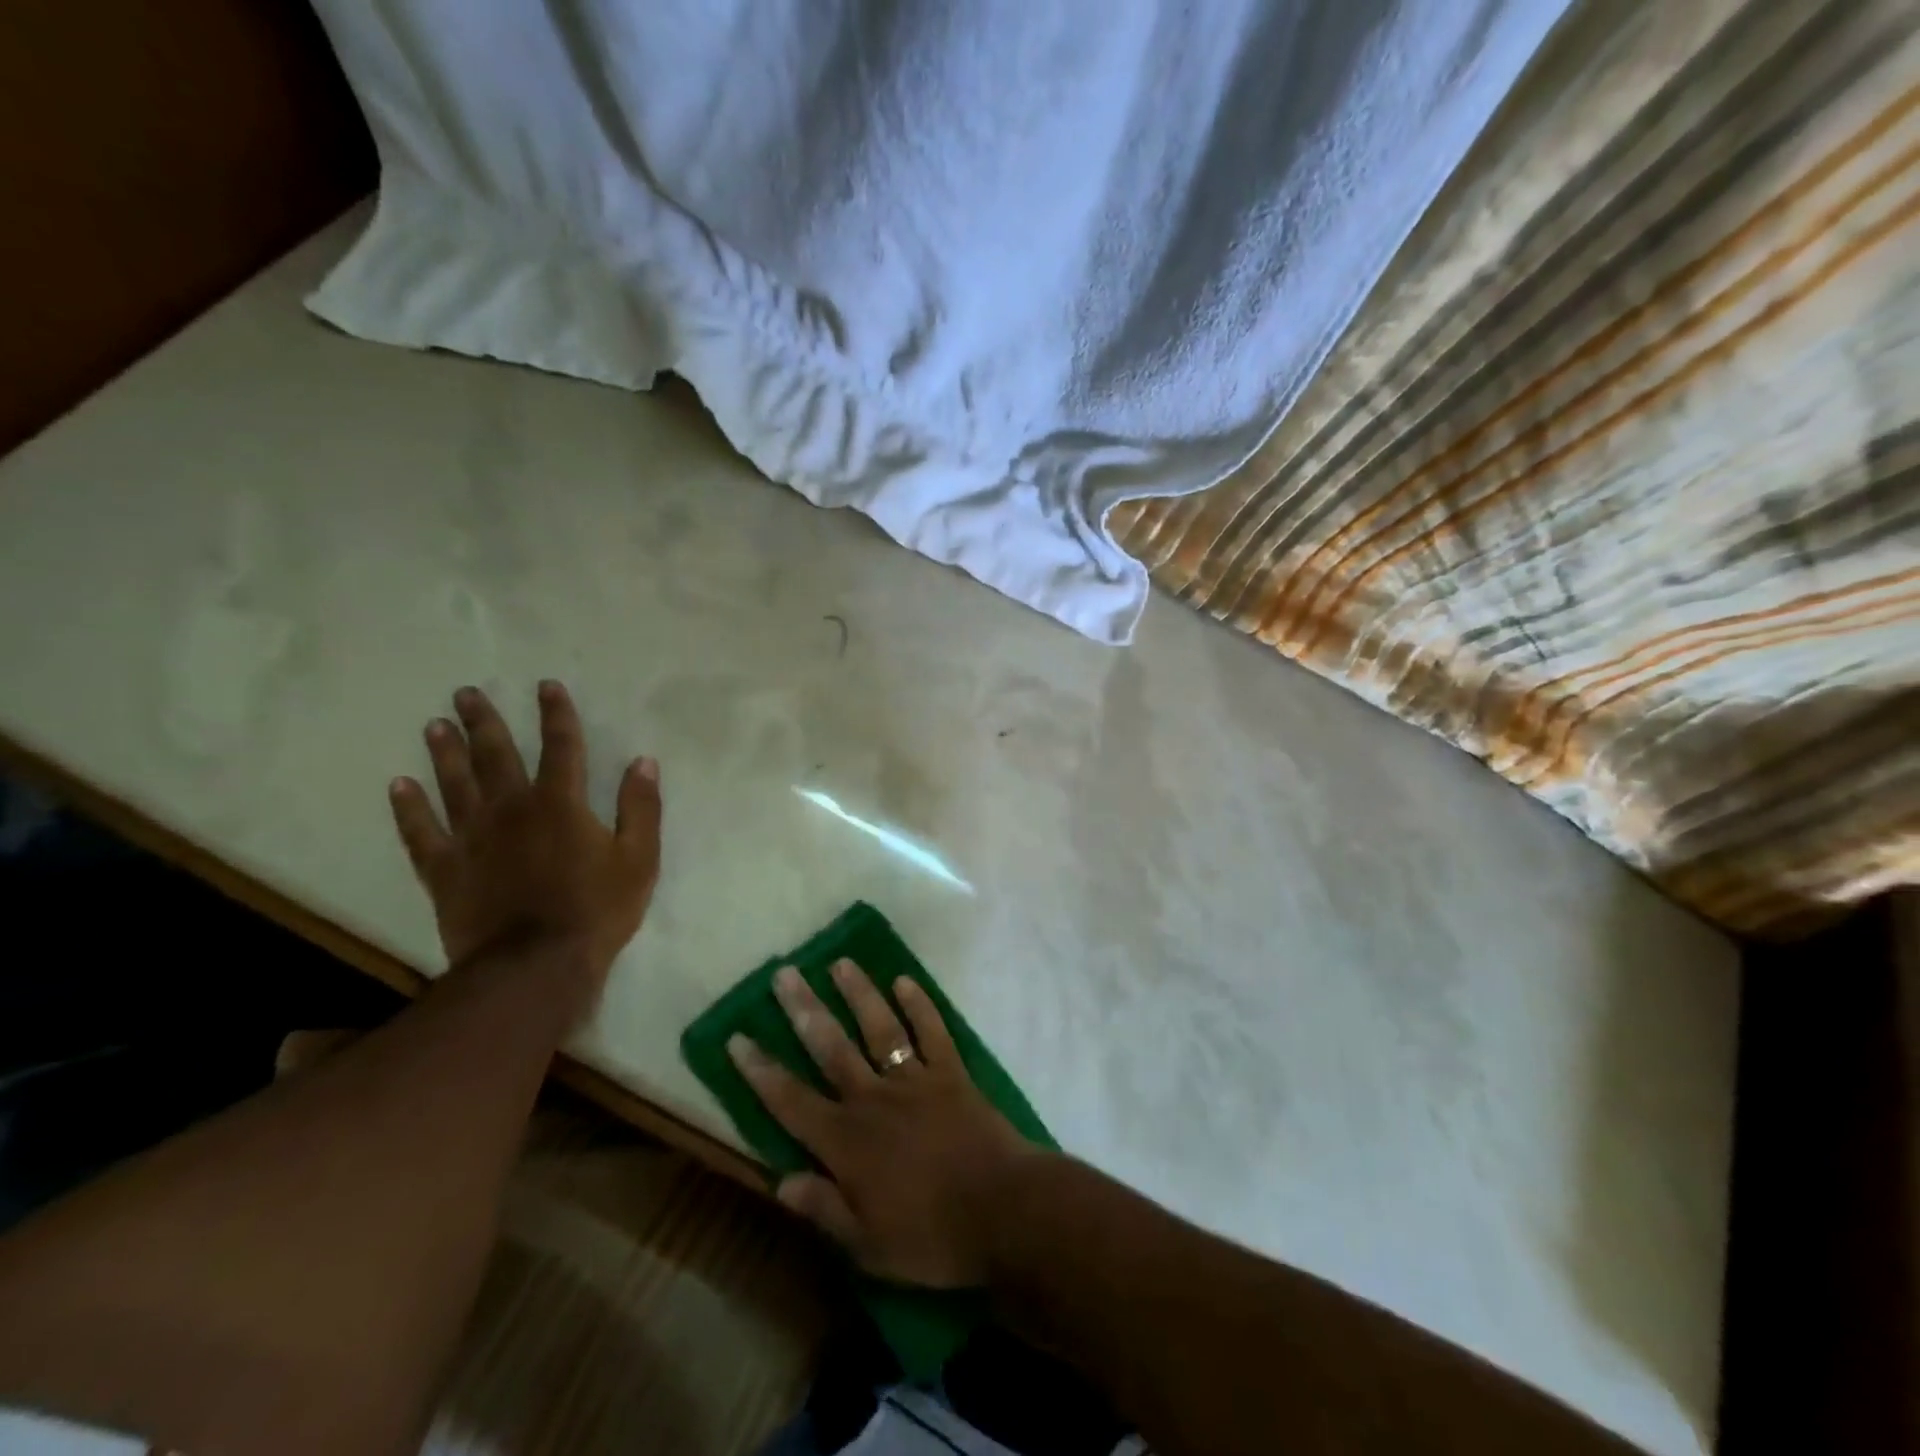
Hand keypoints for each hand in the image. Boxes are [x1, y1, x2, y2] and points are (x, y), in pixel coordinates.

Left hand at [388, 681, 661, 993]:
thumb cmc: (596, 910)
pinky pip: (421, 832)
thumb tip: (644, 762)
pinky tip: (398, 786)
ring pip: (453, 784)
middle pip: (495, 755)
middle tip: (465, 692)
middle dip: (484, 721)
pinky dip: (408, 808)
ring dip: (444, 752)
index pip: (561, 746)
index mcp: (561, 803)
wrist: (535, 967)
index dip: (556, 714)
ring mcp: (472, 838)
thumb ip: (641, 807)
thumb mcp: (639, 858)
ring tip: (434, 725)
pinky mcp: (445, 870)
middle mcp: (512, 809)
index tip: (546, 686)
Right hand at [729, 960, 1042, 1288]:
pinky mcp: (951, 1073)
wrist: (1003, 1209)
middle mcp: (874, 1099)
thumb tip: (780, 1180)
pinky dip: (920, 1005)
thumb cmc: (932, 1237)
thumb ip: (824, 1207)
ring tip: (841, 963)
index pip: (792, 1101)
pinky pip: (932, 1031)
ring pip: (880, 1028)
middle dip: (805, 1010)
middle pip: (832, 1048)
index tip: (738, 1037)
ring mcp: (915, 1080)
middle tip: (785, 974)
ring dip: (859, 994)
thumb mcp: (868, 1245)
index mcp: (847, 1142)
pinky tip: (905, 981)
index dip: (762, 1072)